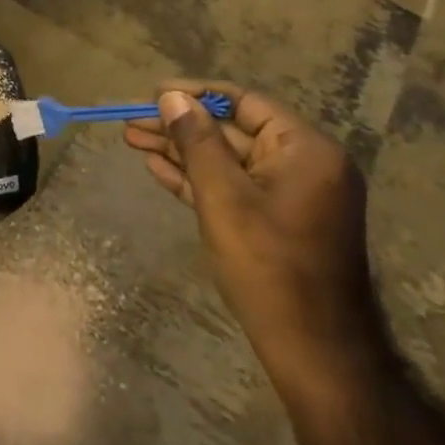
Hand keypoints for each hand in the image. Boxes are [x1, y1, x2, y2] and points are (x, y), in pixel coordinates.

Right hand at [124, 80, 381, 394]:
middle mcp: (303, 164)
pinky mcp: (276, 220)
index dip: (195, 94)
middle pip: (232, 131)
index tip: (153, 93)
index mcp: (305, 149)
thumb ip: (196, 141)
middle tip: (131, 121)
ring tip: (132, 139)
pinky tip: (158, 167)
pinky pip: (234, 187)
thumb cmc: (269, 266)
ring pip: (227, 160)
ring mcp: (290, 194)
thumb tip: (172, 97)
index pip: (244, 103)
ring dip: (181, 151)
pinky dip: (198, 178)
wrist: (313, 351)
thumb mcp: (223, 197)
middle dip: (180, 125)